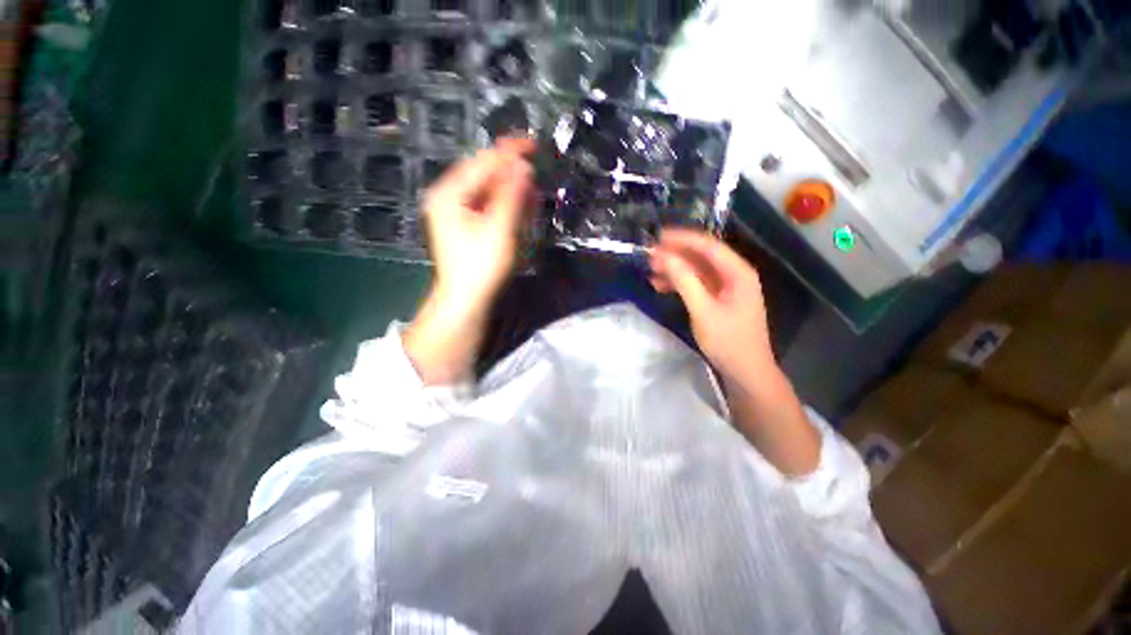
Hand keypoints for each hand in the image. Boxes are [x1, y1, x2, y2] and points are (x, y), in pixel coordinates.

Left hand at [406, 139, 534, 384]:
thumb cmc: (481, 266)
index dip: (509, 151)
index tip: (535, 143)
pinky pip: (485, 205)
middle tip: (535, 169)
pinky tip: (519, 204)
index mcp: (449, 193)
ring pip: (485, 190)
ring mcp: (454, 212)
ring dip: (509, 187)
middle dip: (510, 170)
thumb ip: (511, 196)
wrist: (466, 301)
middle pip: (482, 173)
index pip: (483, 162)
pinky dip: (503, 203)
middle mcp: (448, 197)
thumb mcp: (499, 229)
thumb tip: (524, 166)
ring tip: (531, 187)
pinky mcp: (464, 226)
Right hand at [650, 229, 819, 475]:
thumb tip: (665, 257)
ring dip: (674, 269)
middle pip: (701, 257)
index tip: (658, 237)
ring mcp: (726, 288)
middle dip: (675, 254)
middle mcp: (734, 275)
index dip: (683, 239)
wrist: (745, 371)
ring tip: (650, 271)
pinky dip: (679, 284)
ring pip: (696, 271)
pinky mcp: (718, 300)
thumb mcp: (703, 310)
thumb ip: (685, 281)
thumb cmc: (728, 341)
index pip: (708, 246)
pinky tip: (660, 286)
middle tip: (649, 255)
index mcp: (738, 272)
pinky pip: (696, 284)